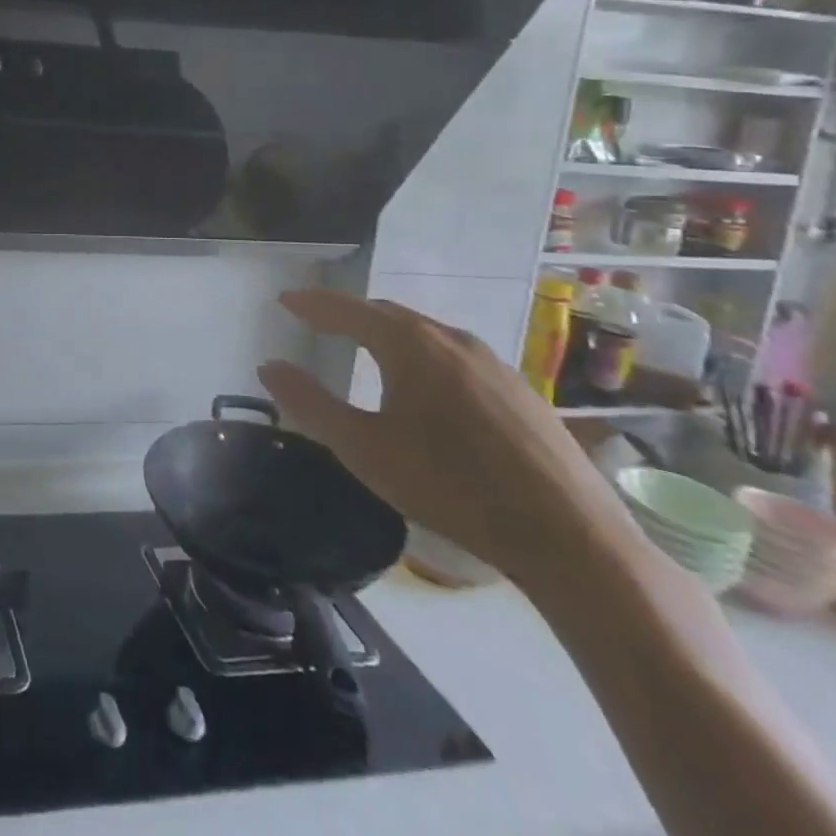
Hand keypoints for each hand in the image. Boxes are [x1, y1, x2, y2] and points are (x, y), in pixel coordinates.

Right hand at [258, 290, 632, 585]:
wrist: (567, 535)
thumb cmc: (448, 486)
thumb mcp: (362, 448)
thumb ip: (309, 403)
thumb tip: (269, 366)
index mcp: (409, 345)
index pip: (348, 310)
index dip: (312, 304)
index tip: (285, 300)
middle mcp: (452, 340)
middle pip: (389, 314)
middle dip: (349, 314)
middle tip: (320, 322)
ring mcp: (494, 364)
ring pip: (427, 334)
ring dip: (389, 334)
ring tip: (367, 350)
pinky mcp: (521, 392)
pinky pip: (457, 357)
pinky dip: (424, 356)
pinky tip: (426, 389)